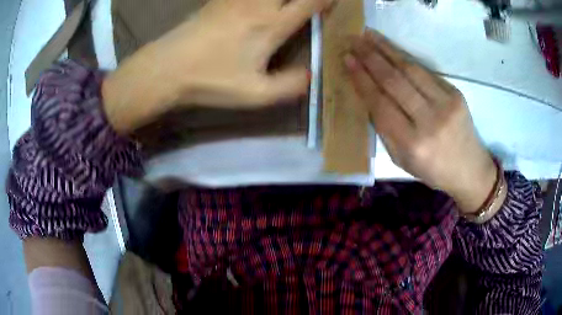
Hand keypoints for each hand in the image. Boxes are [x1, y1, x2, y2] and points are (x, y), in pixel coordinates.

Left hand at [103, 0, 330, 132]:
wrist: (167, 68)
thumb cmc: (211, 81)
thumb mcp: (255, 94)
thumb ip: (290, 85)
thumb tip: (312, 75)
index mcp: (271, 26)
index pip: (309, 3)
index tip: (336, 1)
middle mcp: (258, 4)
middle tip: (314, 1)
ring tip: (289, 4)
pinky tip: (261, 3)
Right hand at [345, 30, 497, 214]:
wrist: (469, 169)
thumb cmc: (432, 170)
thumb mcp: (401, 159)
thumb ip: (384, 129)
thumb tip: (368, 94)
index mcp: (412, 144)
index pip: (381, 104)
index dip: (362, 79)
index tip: (347, 60)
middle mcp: (430, 121)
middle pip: (395, 82)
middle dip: (370, 58)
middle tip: (353, 41)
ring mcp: (446, 104)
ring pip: (410, 70)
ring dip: (386, 49)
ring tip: (368, 36)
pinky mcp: (456, 94)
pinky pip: (425, 71)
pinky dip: (405, 57)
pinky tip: (391, 48)